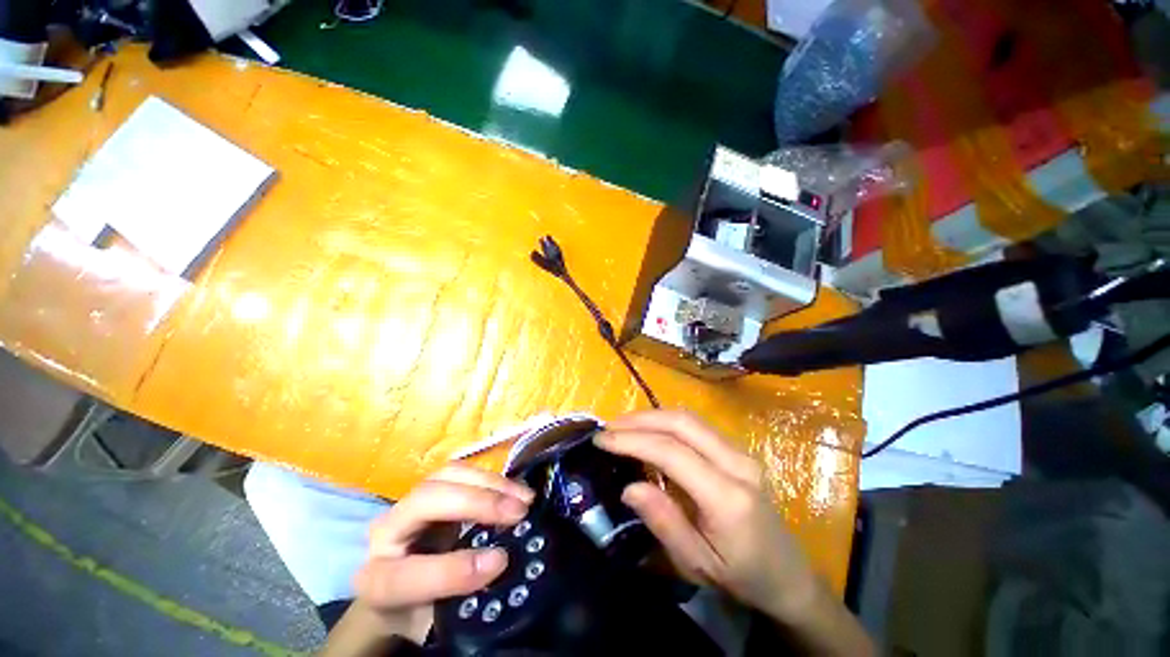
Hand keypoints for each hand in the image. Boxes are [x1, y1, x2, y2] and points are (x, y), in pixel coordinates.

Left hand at [352, 465, 533, 642]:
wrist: (398, 589)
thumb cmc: (416, 609)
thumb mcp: (432, 619)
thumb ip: (459, 598)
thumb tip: (502, 562)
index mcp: (376, 582)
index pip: (404, 575)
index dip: (451, 570)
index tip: (499, 561)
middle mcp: (387, 532)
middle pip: (427, 499)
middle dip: (477, 502)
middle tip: (519, 512)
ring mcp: (410, 502)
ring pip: (448, 475)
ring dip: (492, 482)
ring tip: (524, 497)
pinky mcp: (433, 487)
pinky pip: (462, 472)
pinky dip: (493, 478)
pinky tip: (515, 489)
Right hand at [594, 411, 815, 620]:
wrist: (789, 576)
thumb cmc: (742, 577)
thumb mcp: (697, 564)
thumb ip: (663, 521)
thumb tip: (629, 486)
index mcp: (728, 496)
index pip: (672, 452)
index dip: (633, 440)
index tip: (601, 439)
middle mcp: (737, 463)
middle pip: (681, 423)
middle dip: (640, 419)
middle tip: (608, 427)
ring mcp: (740, 452)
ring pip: (689, 418)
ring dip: (652, 417)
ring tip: (622, 426)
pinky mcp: (737, 450)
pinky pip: (696, 426)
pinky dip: (666, 423)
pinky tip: (649, 431)